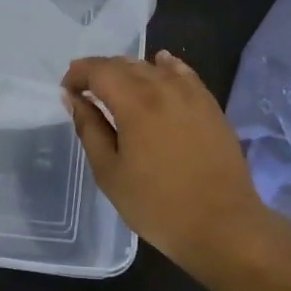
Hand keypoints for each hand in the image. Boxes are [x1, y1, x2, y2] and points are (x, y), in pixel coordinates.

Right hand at [61, 50, 268, 268]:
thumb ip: (89, 129)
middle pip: (124, 64)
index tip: (67, 91)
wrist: (223, 226)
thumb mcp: (110, 172)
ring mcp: (191, 93)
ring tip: (117, 89)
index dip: (77, 74)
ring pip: (152, 66)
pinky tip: (160, 67)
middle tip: (86, 91)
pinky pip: (183, 73)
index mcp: (135, 102)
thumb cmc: (158, 205)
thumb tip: (73, 98)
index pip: (98, 70)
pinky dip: (165, 66)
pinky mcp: (210, 105)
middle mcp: (163, 87)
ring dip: (128, 71)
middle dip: (99, 72)